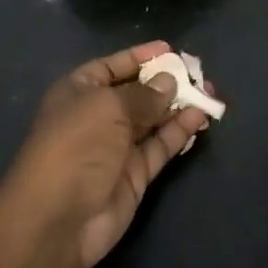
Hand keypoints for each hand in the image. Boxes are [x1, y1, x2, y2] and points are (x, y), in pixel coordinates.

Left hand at [1, 42, 215, 267]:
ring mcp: (116, 147)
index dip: (139, 57)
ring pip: (153, 120)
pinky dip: (179, 132)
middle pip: (136, 93)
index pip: (112, 67)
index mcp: (79, 92)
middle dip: (166, 82)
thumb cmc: (76, 145)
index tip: (170, 49)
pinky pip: (160, 146)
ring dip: (179, 106)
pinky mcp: (134, 175)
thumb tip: (169, 83)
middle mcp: (97, 116)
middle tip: (199, 74)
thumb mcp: (108, 107)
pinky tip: (200, 117)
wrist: (58, 217)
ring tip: (209, 93)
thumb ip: (143, 95)